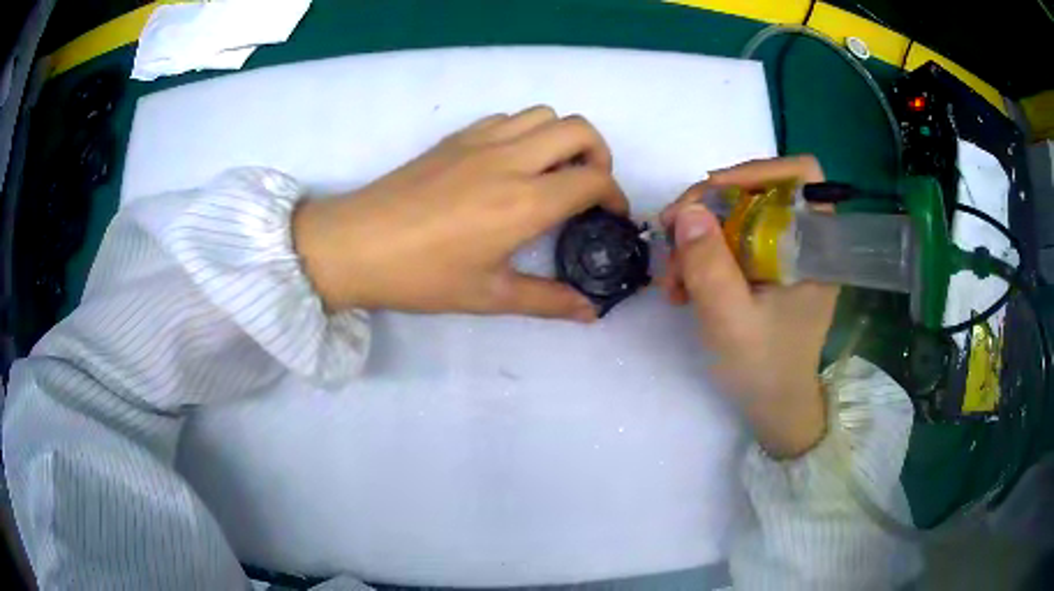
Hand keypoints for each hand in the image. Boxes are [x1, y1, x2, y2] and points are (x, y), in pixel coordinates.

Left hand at [293, 106, 627, 321]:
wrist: (355, 244)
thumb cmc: (422, 276)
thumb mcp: (489, 295)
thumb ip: (547, 300)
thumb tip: (590, 313)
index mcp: (525, 201)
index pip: (593, 179)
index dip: (614, 195)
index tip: (611, 216)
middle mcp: (511, 159)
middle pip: (579, 129)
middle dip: (599, 154)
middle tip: (588, 187)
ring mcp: (481, 141)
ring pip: (544, 114)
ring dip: (562, 137)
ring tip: (552, 172)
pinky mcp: (457, 137)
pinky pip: (508, 118)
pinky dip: (526, 132)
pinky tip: (510, 163)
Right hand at [659, 156, 837, 458]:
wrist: (773, 406)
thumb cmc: (764, 368)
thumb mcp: (731, 321)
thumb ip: (710, 266)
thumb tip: (687, 210)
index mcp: (816, 246)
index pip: (801, 175)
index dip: (757, 170)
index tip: (710, 194)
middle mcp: (803, 240)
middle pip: (757, 192)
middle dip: (708, 211)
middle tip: (670, 237)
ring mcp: (784, 254)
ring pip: (737, 216)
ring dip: (697, 238)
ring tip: (673, 281)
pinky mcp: (766, 268)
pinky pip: (731, 240)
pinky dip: (702, 255)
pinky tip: (683, 285)